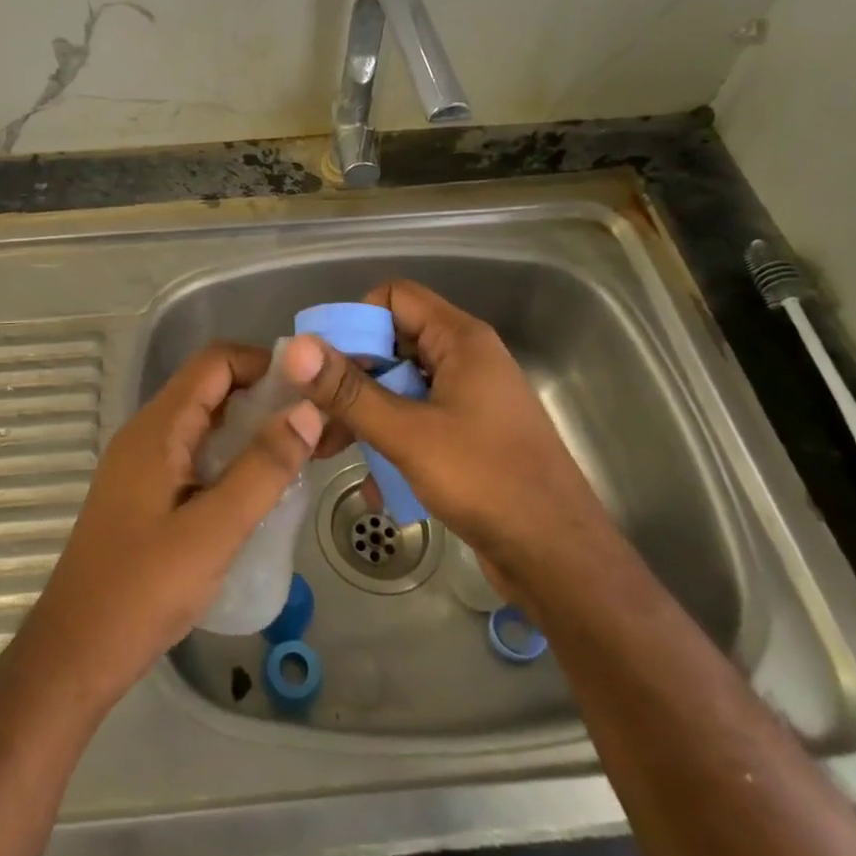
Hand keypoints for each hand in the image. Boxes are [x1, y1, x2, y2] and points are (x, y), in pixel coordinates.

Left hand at [16, 343, 324, 707]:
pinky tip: (259, 490)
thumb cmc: (143, 589)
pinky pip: (194, 454)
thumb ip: (263, 468)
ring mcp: (142, 464)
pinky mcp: (145, 493)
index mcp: (158, 428)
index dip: (262, 364)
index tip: (309, 390)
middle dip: (263, 396)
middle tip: (314, 426)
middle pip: (210, 388)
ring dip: (249, 429)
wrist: (75, 653)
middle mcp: (147, 433)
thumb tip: (308, 411)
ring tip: (298, 455)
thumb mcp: (215, 530)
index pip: (214, 362)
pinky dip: (230, 457)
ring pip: (204, 423)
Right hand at [280, 281, 606, 581]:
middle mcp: (465, 360)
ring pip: (400, 387)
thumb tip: (295, 348)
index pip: (394, 297)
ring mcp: (469, 400)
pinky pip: (417, 422)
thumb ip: (349, 391)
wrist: (559, 558)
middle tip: (314, 414)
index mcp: (460, 340)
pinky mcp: (468, 436)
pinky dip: (391, 442)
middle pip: (392, 343)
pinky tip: (373, 486)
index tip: (324, 364)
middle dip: (350, 378)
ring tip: (328, 452)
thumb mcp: (408, 434)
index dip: (355, 321)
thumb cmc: (486, 481)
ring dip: (364, 416)